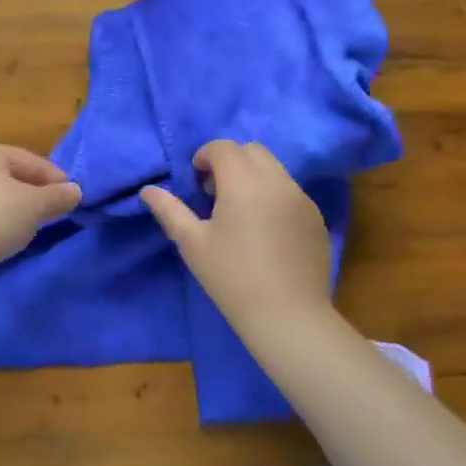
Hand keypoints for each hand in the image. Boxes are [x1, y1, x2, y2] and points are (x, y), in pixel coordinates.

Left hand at [0, 142, 81, 275]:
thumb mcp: (34, 206)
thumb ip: (57, 197)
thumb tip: (75, 191)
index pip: (30, 159)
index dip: (55, 178)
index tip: (73, 198)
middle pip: (12, 175)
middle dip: (35, 193)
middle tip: (56, 212)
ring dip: (16, 209)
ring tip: (34, 228)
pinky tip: (6, 239)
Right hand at [141, 141, 331, 337]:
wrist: (288, 317)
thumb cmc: (232, 278)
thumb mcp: (192, 243)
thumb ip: (169, 210)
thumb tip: (148, 191)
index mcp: (244, 182)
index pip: (223, 148)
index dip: (205, 156)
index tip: (196, 182)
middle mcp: (277, 182)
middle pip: (252, 150)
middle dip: (231, 161)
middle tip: (215, 193)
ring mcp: (302, 199)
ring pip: (274, 169)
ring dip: (253, 176)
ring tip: (240, 212)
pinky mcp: (316, 218)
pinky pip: (291, 191)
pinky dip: (273, 195)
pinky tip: (265, 230)